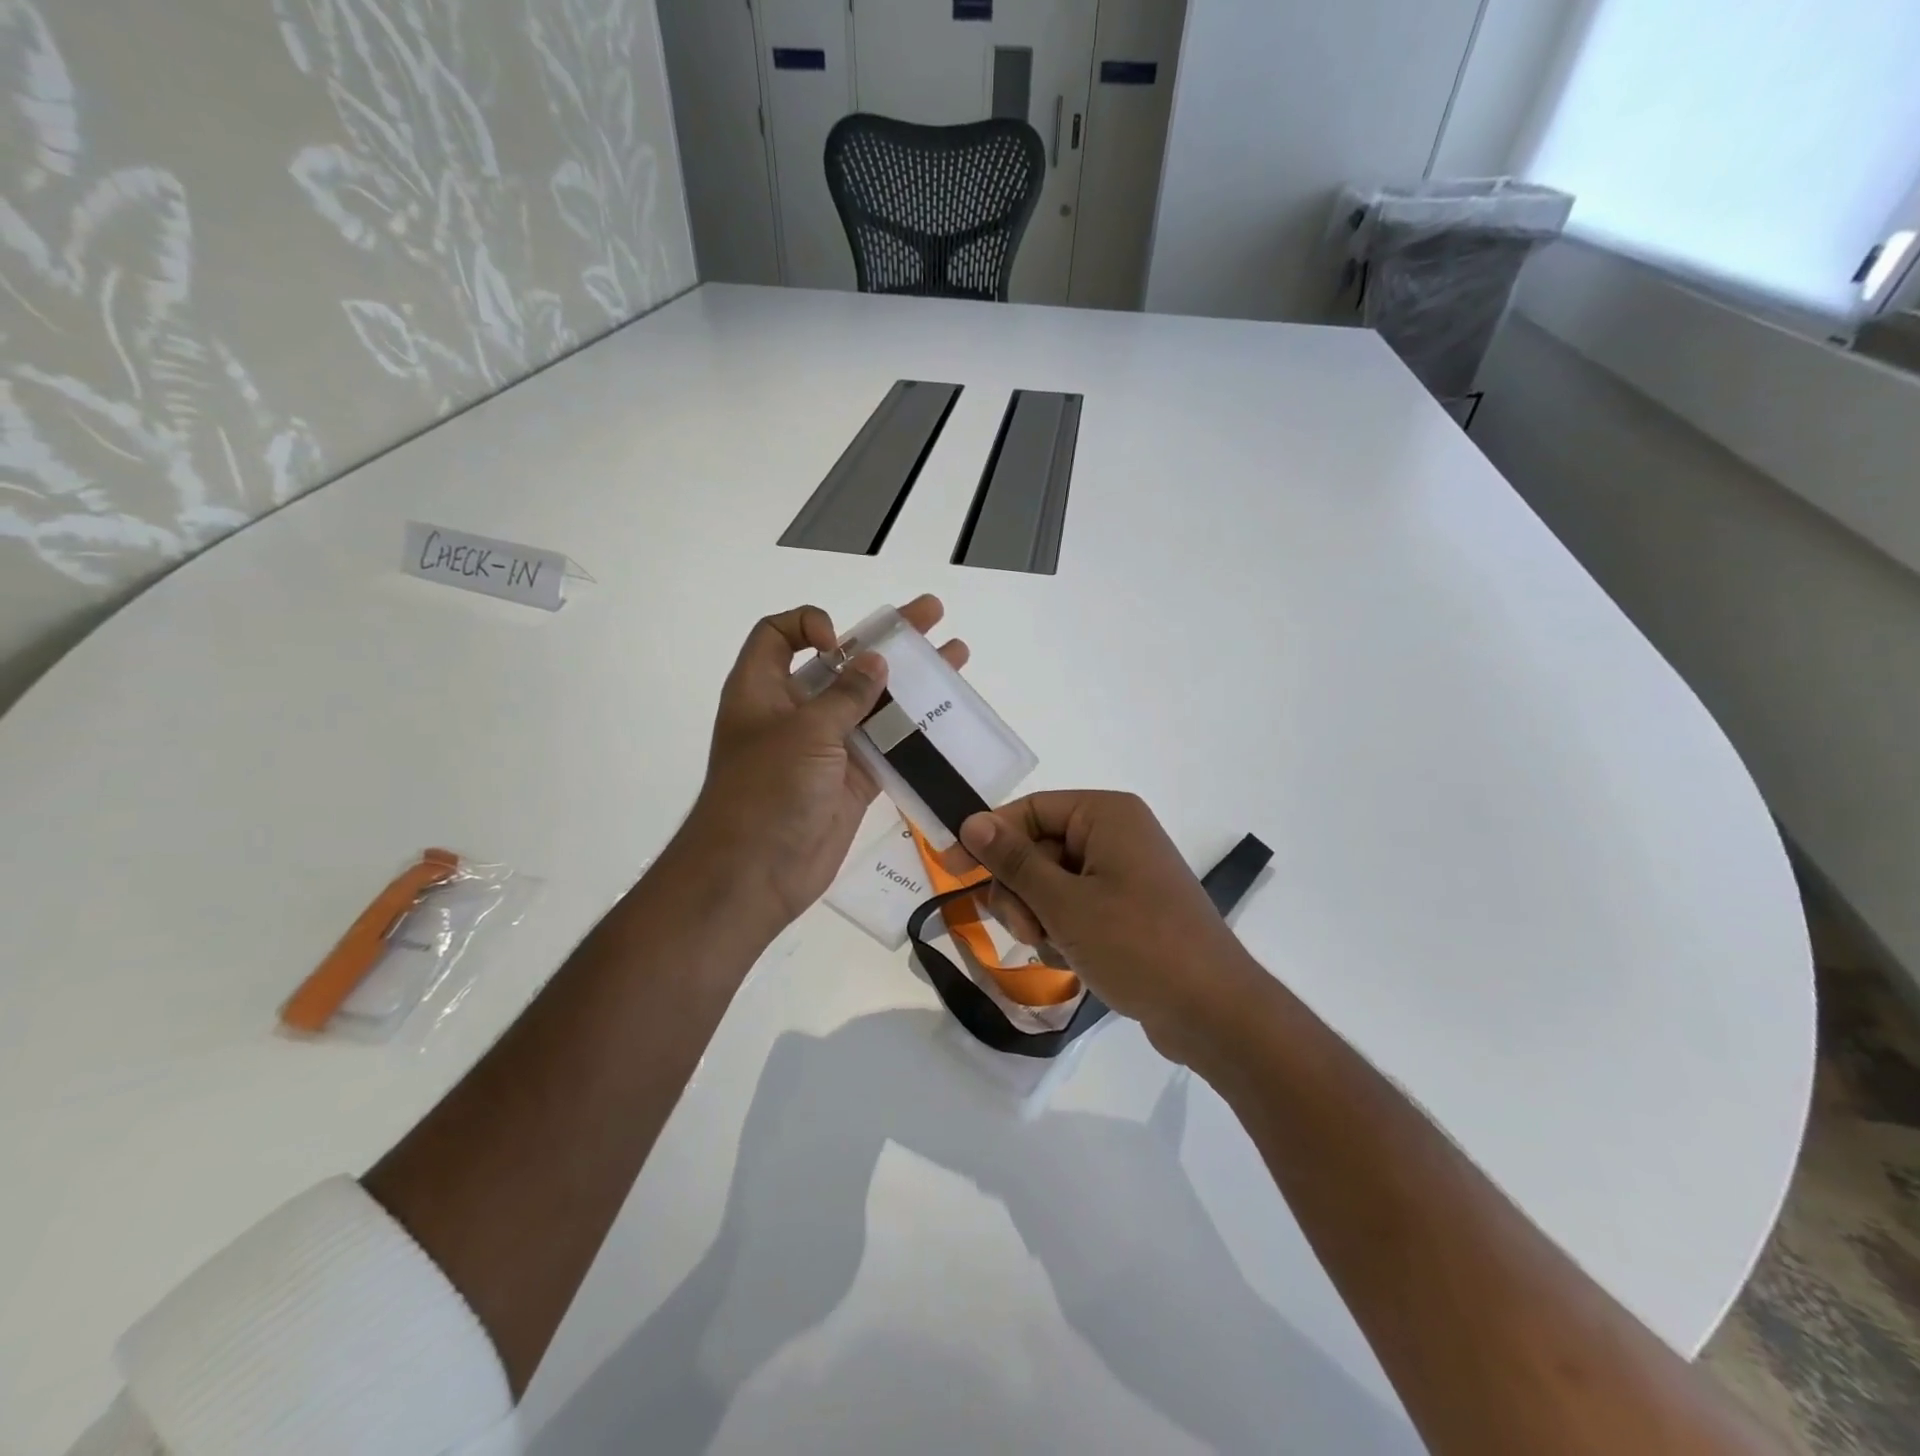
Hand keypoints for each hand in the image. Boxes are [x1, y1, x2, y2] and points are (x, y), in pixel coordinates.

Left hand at [679, 596, 968, 931]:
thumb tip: (876, 661)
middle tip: (931, 614)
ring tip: (955, 656)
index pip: (780, 635)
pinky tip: (948, 714)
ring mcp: (826, 746)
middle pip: (841, 663)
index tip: (840, 643)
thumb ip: (845, 695)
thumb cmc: (767, 790)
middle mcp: (794, 712)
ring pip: (871, 703)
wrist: (756, 874)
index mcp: (763, 689)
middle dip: (885, 638)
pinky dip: (914, 730)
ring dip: (910, 682)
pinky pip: (887, 745)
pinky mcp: (852, 779)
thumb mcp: (804, 732)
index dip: (810, 625)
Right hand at [957, 792, 1265, 1064]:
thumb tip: (973, 821)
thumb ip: (1014, 861)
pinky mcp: (1127, 909)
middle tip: (1028, 929)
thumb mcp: (1064, 903)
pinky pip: (1074, 907)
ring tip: (1058, 949)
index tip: (950, 870)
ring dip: (1040, 917)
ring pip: (1050, 884)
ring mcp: (1123, 874)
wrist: (1213, 1013)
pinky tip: (1074, 960)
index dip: (987, 838)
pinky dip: (1063, 931)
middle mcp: (1116, 835)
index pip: (1029, 811)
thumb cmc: (1137, 945)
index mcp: (1106, 815)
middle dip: (1022, 891)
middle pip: (1037, 848)